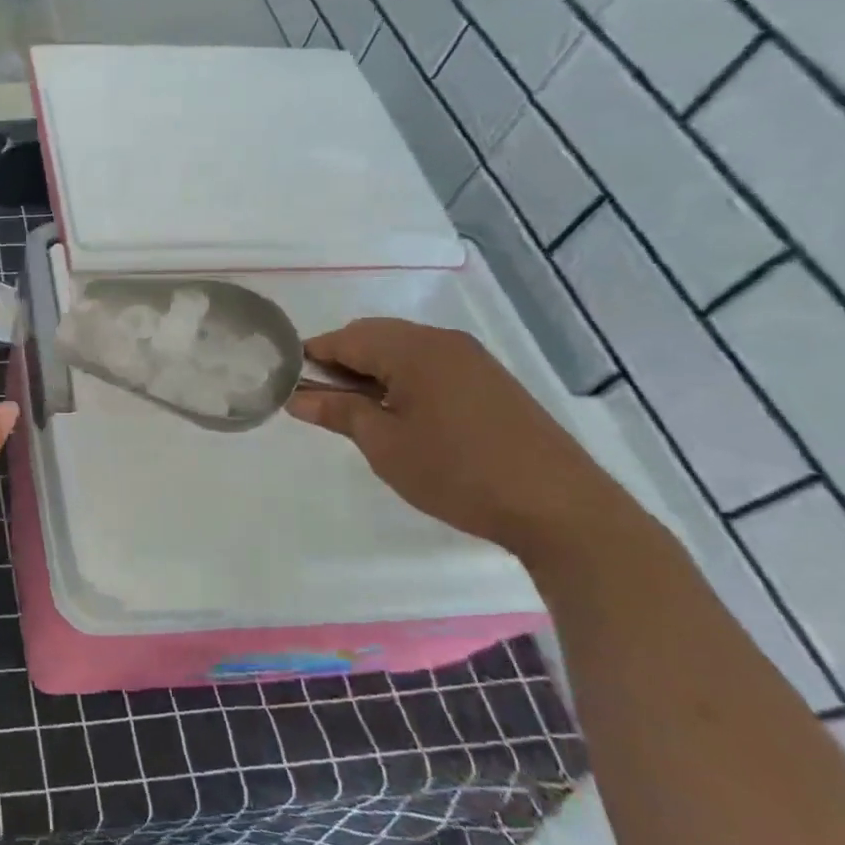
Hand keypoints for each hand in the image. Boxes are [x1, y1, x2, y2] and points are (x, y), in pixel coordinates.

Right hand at [287, 318, 633, 559]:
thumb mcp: (385, 445)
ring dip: (371, 371)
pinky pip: (430, 365)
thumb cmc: (458, 472)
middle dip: (340, 362)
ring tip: (355, 411)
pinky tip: (398, 414)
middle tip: (318, 401)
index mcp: (413, 349)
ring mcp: (472, 360)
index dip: (310, 357)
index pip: (345, 338)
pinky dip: (402, 379)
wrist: (559, 507)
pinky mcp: (490, 382)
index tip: (285, 382)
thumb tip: (297, 398)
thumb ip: (339, 413)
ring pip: (403, 350)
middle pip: (374, 336)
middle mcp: (443, 342)